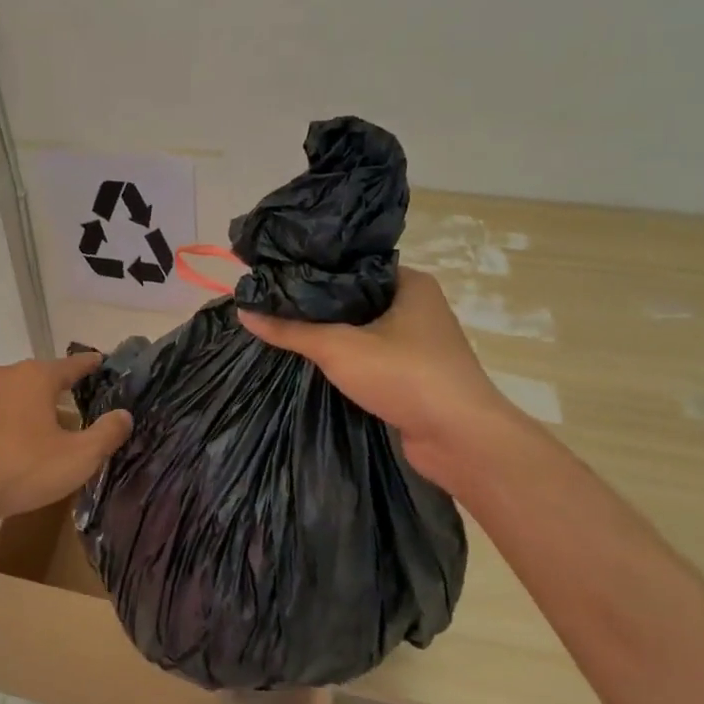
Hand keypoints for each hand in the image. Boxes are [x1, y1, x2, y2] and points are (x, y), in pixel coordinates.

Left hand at [0, 352, 133, 527]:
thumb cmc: (22, 469)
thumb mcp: (78, 458)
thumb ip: (106, 434)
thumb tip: (124, 415)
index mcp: (34, 378)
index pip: (70, 365)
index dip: (88, 365)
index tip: (100, 361)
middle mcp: (1, 378)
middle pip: (35, 378)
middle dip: (53, 390)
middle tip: (70, 407)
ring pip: (6, 397)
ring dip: (21, 409)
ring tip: (34, 432)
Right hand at [238, 266, 523, 485]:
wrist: (460, 438)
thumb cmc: (404, 375)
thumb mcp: (338, 347)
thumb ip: (291, 330)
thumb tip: (243, 311)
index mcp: (409, 282)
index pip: (351, 265)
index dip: (312, 269)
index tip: (274, 275)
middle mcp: (417, 306)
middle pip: (354, 297)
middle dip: (316, 304)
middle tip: (271, 303)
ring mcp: (417, 342)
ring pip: (362, 329)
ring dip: (330, 333)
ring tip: (283, 328)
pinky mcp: (413, 373)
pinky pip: (370, 355)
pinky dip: (344, 357)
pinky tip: (312, 360)